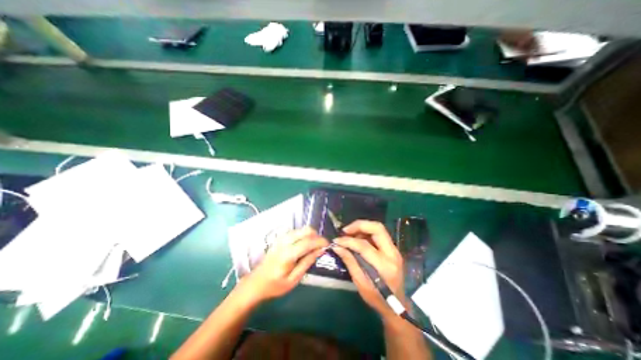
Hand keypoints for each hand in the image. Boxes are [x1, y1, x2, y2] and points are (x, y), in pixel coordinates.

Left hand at [241, 228, 329, 303]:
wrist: (256, 282)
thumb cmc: (275, 285)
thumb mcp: (294, 279)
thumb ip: (307, 262)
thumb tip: (320, 250)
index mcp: (288, 254)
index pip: (308, 242)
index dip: (320, 241)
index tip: (328, 245)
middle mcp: (285, 242)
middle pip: (305, 230)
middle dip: (316, 236)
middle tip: (321, 246)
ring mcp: (282, 238)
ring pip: (301, 229)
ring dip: (310, 235)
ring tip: (314, 246)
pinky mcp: (280, 238)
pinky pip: (296, 231)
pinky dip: (304, 235)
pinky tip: (304, 244)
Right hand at [333, 221, 401, 321]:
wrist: (397, 306)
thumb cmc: (377, 298)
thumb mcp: (360, 283)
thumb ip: (350, 262)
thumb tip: (337, 247)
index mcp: (384, 266)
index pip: (364, 246)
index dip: (348, 241)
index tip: (337, 240)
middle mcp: (392, 254)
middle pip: (377, 228)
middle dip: (359, 225)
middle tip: (345, 230)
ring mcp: (395, 250)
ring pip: (378, 229)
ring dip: (362, 228)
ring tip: (350, 234)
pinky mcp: (393, 249)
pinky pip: (379, 234)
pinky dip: (367, 233)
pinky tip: (358, 238)